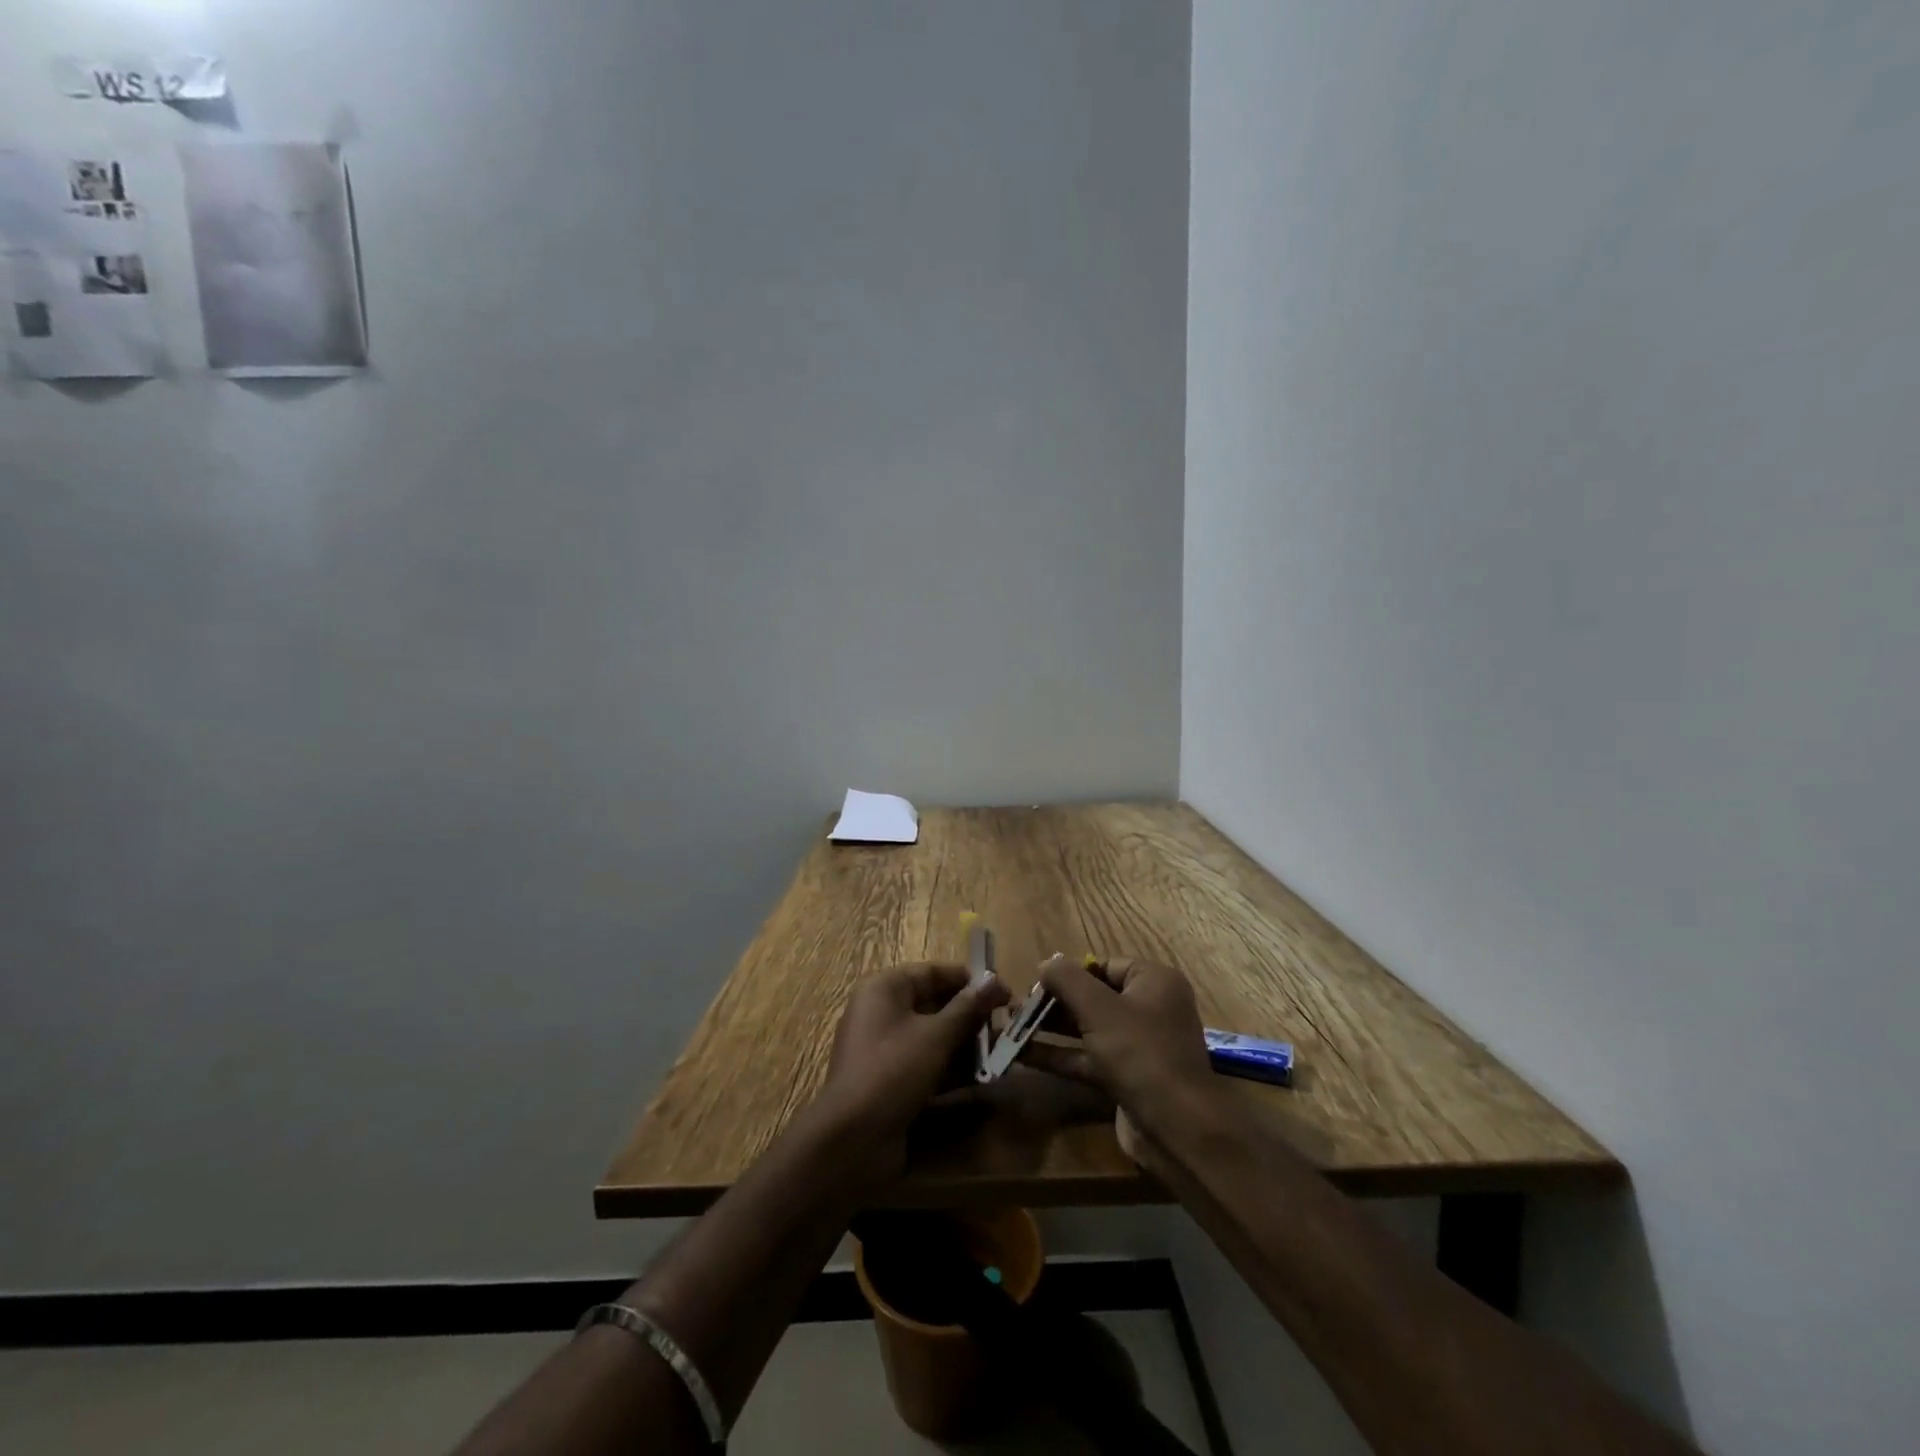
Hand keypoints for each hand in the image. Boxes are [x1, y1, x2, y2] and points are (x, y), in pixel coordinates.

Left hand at [815, 962, 1008, 1182]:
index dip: (970, 980)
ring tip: (1003, 1052)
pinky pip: (926, 1064)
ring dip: (966, 1044)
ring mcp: (884, 1050)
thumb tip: (995, 980)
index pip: (932, 972)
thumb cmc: (893, 1071)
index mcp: (884, 989)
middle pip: (934, 1004)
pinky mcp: (890, 1082)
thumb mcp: (936, 1035)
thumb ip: (968, 1007)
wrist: (852, 1141)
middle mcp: (881, 1013)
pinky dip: (951, 1069)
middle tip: (1008, 1024)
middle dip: (971, 1015)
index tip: (1004, 992)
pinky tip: (983, 1078)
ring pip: (933, 1037)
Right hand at [1020, 957, 1220, 1154]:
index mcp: (1154, 981)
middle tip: (1018, 1007)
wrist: (1177, 1127)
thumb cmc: (1139, 1052)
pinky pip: (1089, 1058)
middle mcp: (1150, 1008)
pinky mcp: (1128, 1078)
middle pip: (1094, 997)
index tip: (1036, 982)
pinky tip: (1023, 1056)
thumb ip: (1067, 979)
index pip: (1104, 966)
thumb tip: (1045, 963)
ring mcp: (1140, 1046)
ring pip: (1088, 1029)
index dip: (1069, 972)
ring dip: (1052, 1029)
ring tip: (1012, 1027)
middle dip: (1055, 1002)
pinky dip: (1060, 1056)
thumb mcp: (1098, 1008)